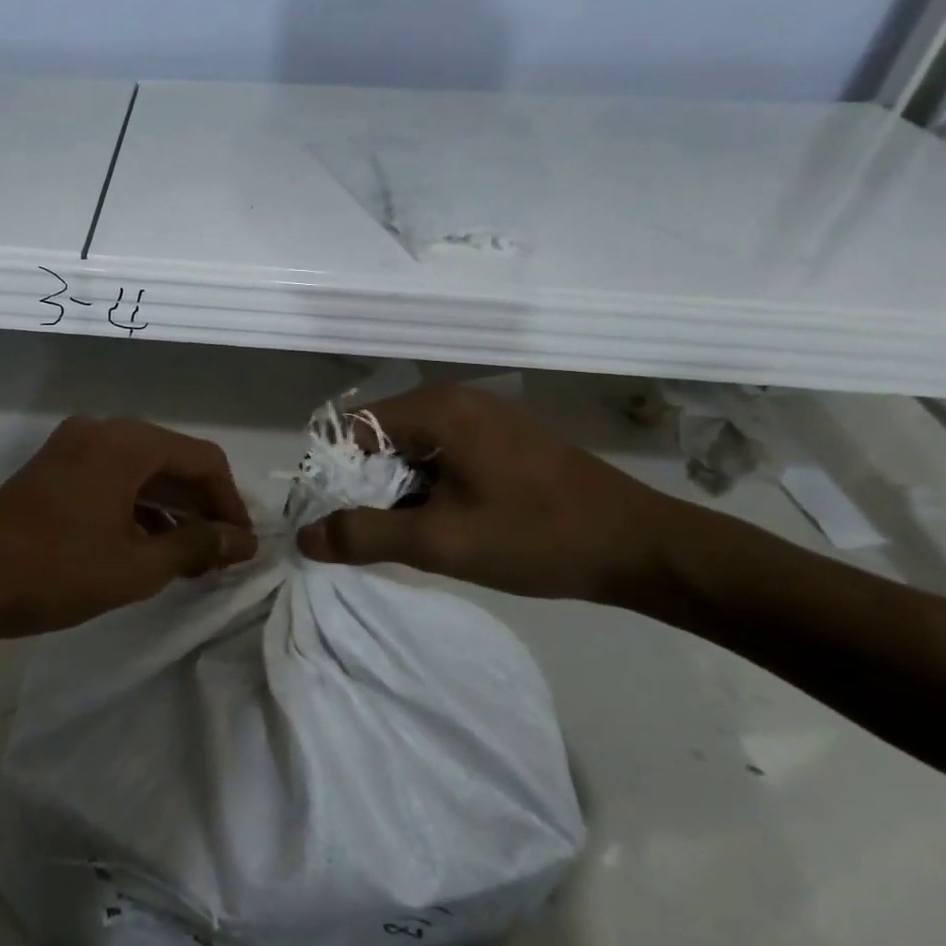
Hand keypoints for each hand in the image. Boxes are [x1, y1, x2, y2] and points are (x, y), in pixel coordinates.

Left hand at [0, 416, 257, 634]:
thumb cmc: (56, 571)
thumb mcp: (137, 566)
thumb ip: (196, 546)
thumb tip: (244, 541)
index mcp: (127, 443)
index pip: (203, 460)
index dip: (231, 503)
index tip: (244, 545)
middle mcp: (103, 431)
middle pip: (173, 461)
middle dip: (202, 507)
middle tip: (224, 553)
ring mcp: (75, 446)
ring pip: (143, 471)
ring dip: (172, 509)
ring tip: (194, 558)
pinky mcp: (57, 467)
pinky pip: (114, 478)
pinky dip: (139, 507)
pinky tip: (152, 546)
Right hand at [296, 382, 683, 604]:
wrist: (642, 547)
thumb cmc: (537, 537)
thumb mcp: (441, 542)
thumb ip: (364, 536)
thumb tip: (304, 535)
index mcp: (435, 408)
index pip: (350, 430)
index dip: (333, 476)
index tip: (338, 522)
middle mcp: (452, 399)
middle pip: (376, 438)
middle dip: (366, 488)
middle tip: (377, 537)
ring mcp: (480, 417)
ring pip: (408, 450)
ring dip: (397, 492)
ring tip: (414, 536)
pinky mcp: (499, 438)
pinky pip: (439, 455)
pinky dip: (427, 488)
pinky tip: (445, 523)